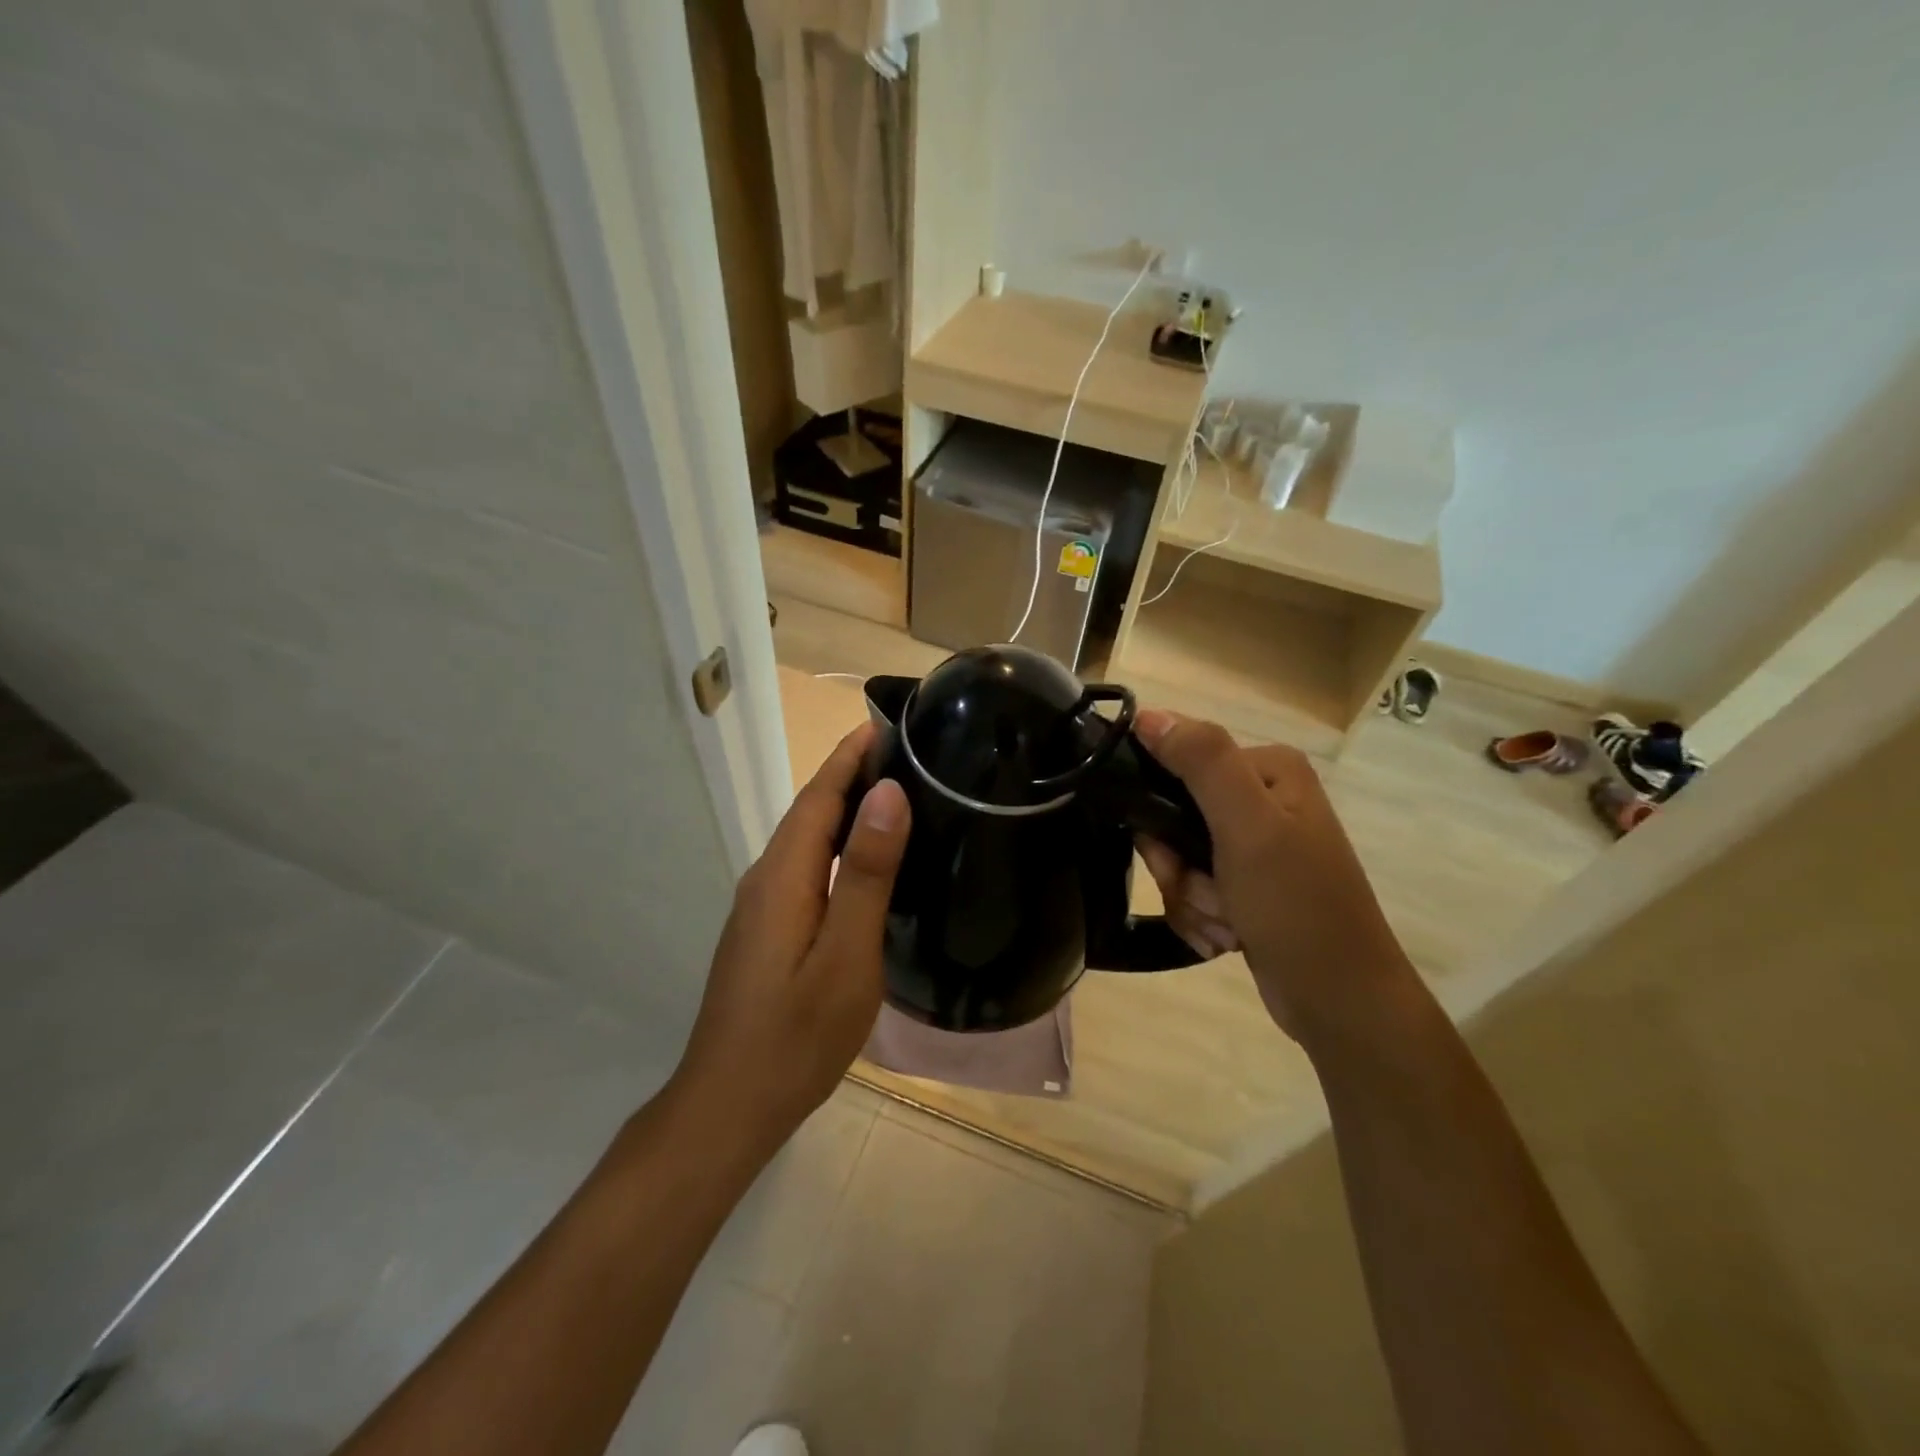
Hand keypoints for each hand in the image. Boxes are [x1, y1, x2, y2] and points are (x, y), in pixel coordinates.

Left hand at [672, 723, 909, 1156]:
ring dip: (846, 808)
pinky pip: (805, 867)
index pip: (820, 793)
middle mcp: (765, 878)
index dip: (852, 754)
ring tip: (899, 794)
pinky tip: (866, 859)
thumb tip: (887, 793)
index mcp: (783, 874)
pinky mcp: (766, 929)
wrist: (729, 1105)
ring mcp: (761, 906)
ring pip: (807, 839)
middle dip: (853, 773)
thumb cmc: (797, 1034)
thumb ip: (864, 872)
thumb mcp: (846, 954)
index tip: (891, 721)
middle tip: (912, 754)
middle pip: (811, 810)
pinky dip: (837, 845)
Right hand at [1133, 710, 1414, 1049]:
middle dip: (1180, 867)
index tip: (1174, 853)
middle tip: (1210, 895)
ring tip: (1226, 926)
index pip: (1177, 762)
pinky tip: (1226, 939)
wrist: (1341, 1002)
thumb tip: (1146, 714)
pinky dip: (1199, 917)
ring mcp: (1253, 845)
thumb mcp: (1249, 828)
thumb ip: (1202, 762)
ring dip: (1190, 899)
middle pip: (1172, 816)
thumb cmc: (1298, 907)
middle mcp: (1260, 798)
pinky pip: (1191, 889)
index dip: (1160, 810)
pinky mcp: (1245, 885)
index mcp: (1267, 768)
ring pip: (1177, 858)